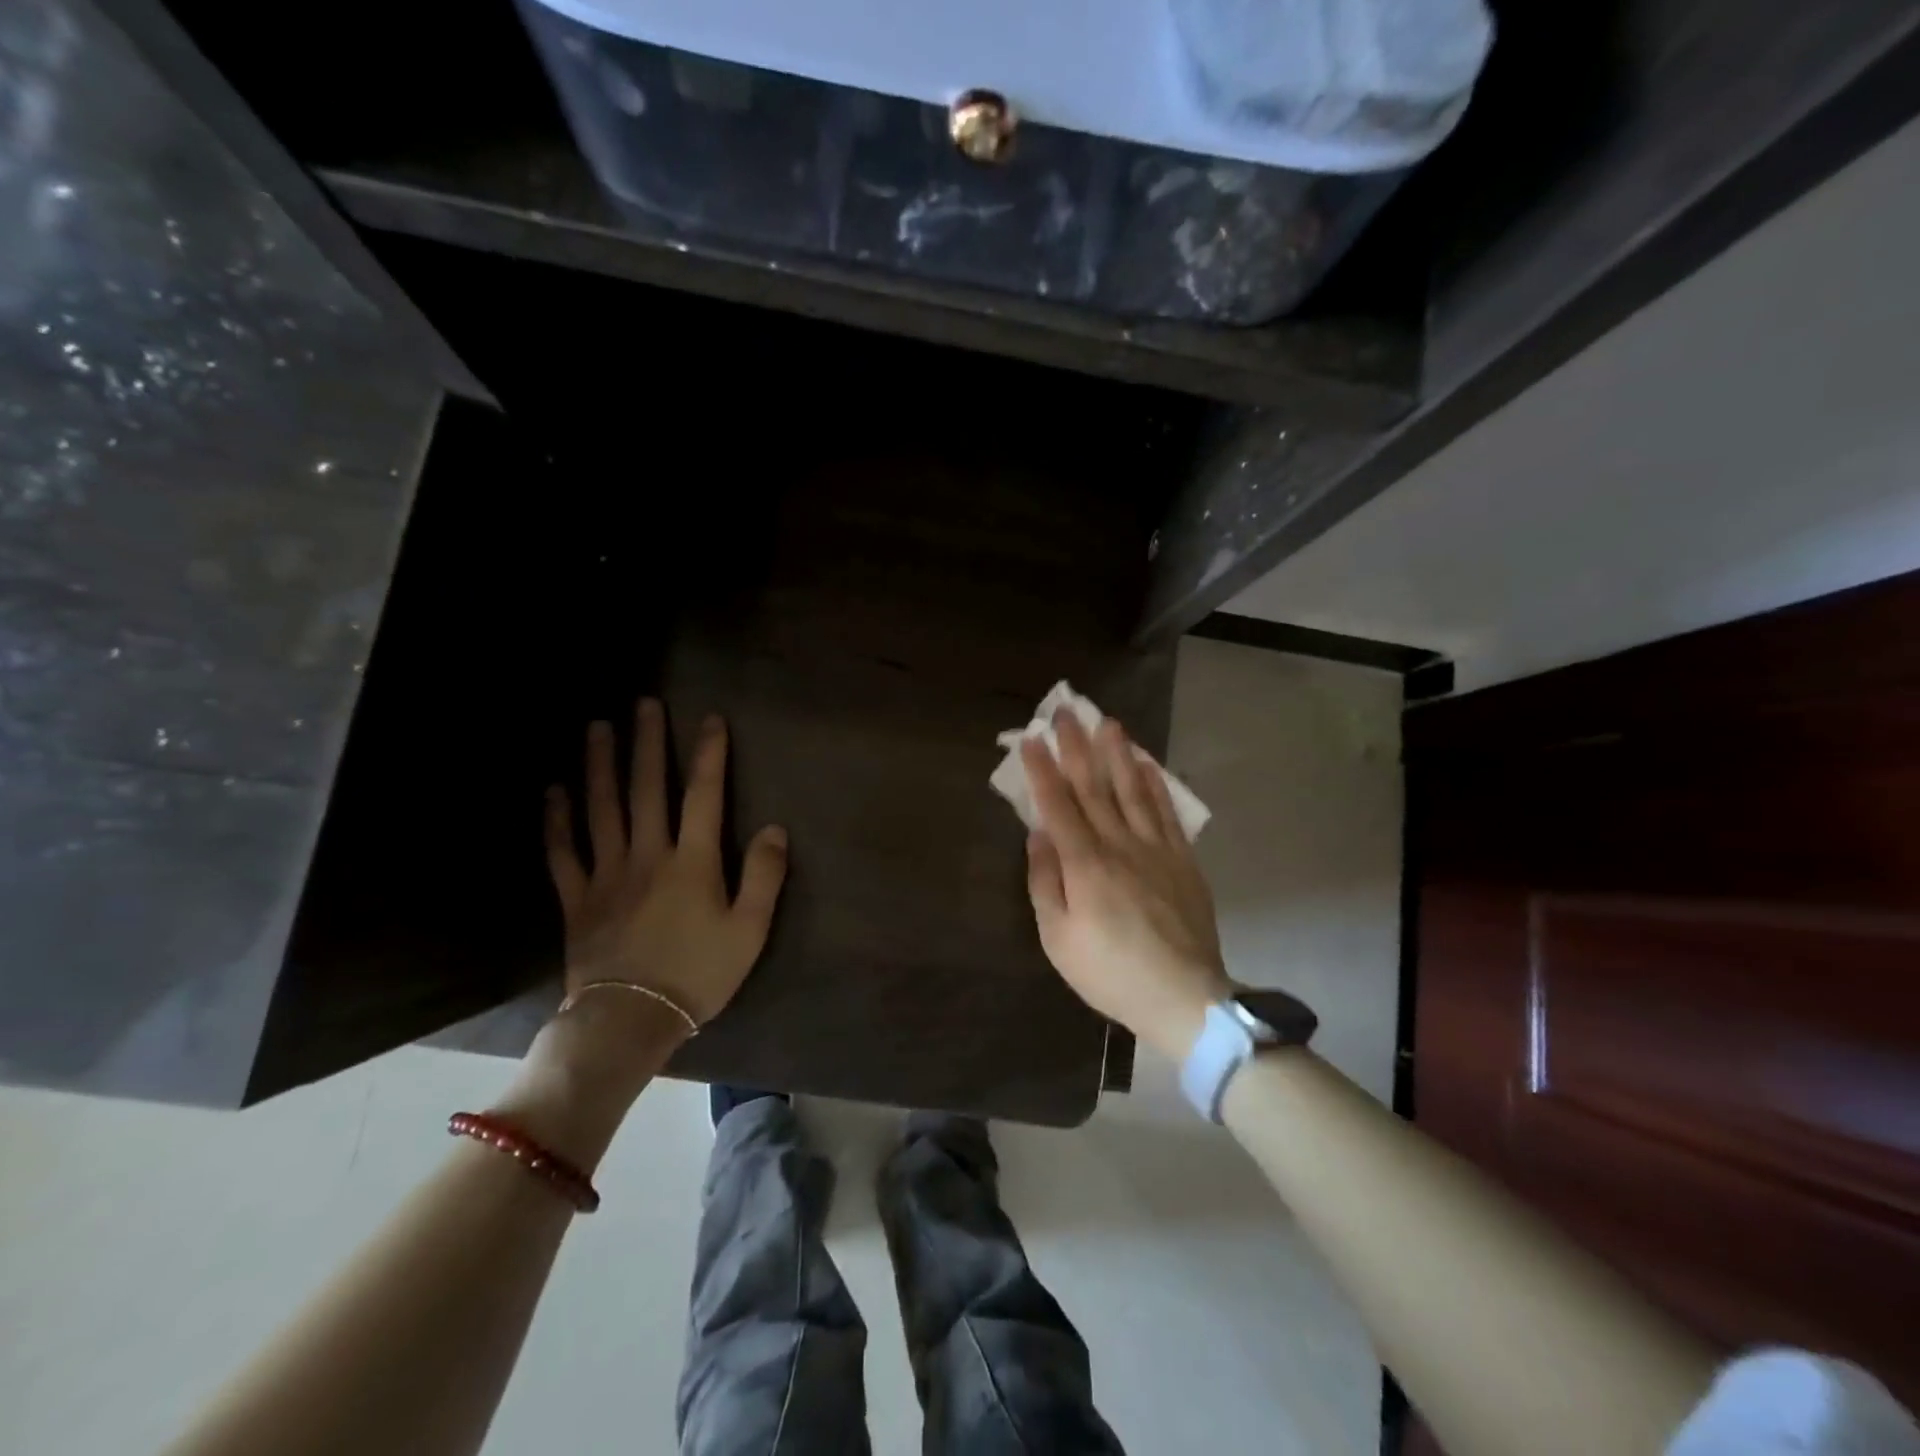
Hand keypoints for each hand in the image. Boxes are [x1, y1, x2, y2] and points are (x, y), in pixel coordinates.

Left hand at [545, 700, 787, 1038]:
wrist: (631, 1021)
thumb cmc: (699, 974)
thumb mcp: (750, 930)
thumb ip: (765, 877)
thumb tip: (774, 828)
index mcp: (693, 862)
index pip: (704, 795)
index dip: (709, 755)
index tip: (710, 719)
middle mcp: (648, 855)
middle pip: (647, 789)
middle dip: (647, 743)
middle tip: (643, 704)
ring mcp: (607, 874)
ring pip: (601, 809)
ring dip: (599, 765)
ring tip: (597, 728)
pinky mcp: (577, 898)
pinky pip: (563, 852)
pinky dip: (557, 820)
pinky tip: (553, 791)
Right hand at [1022, 712, 1230, 1061]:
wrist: (1183, 997)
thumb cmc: (1110, 972)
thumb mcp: (1058, 938)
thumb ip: (1045, 882)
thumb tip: (1038, 835)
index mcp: (1084, 865)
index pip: (1058, 805)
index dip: (1043, 770)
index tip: (1032, 739)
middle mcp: (1119, 845)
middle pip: (1094, 787)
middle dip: (1077, 747)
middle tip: (1066, 712)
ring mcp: (1156, 849)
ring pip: (1133, 791)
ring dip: (1118, 754)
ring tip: (1109, 723)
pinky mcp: (1182, 860)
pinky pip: (1167, 812)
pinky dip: (1155, 785)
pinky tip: (1146, 765)